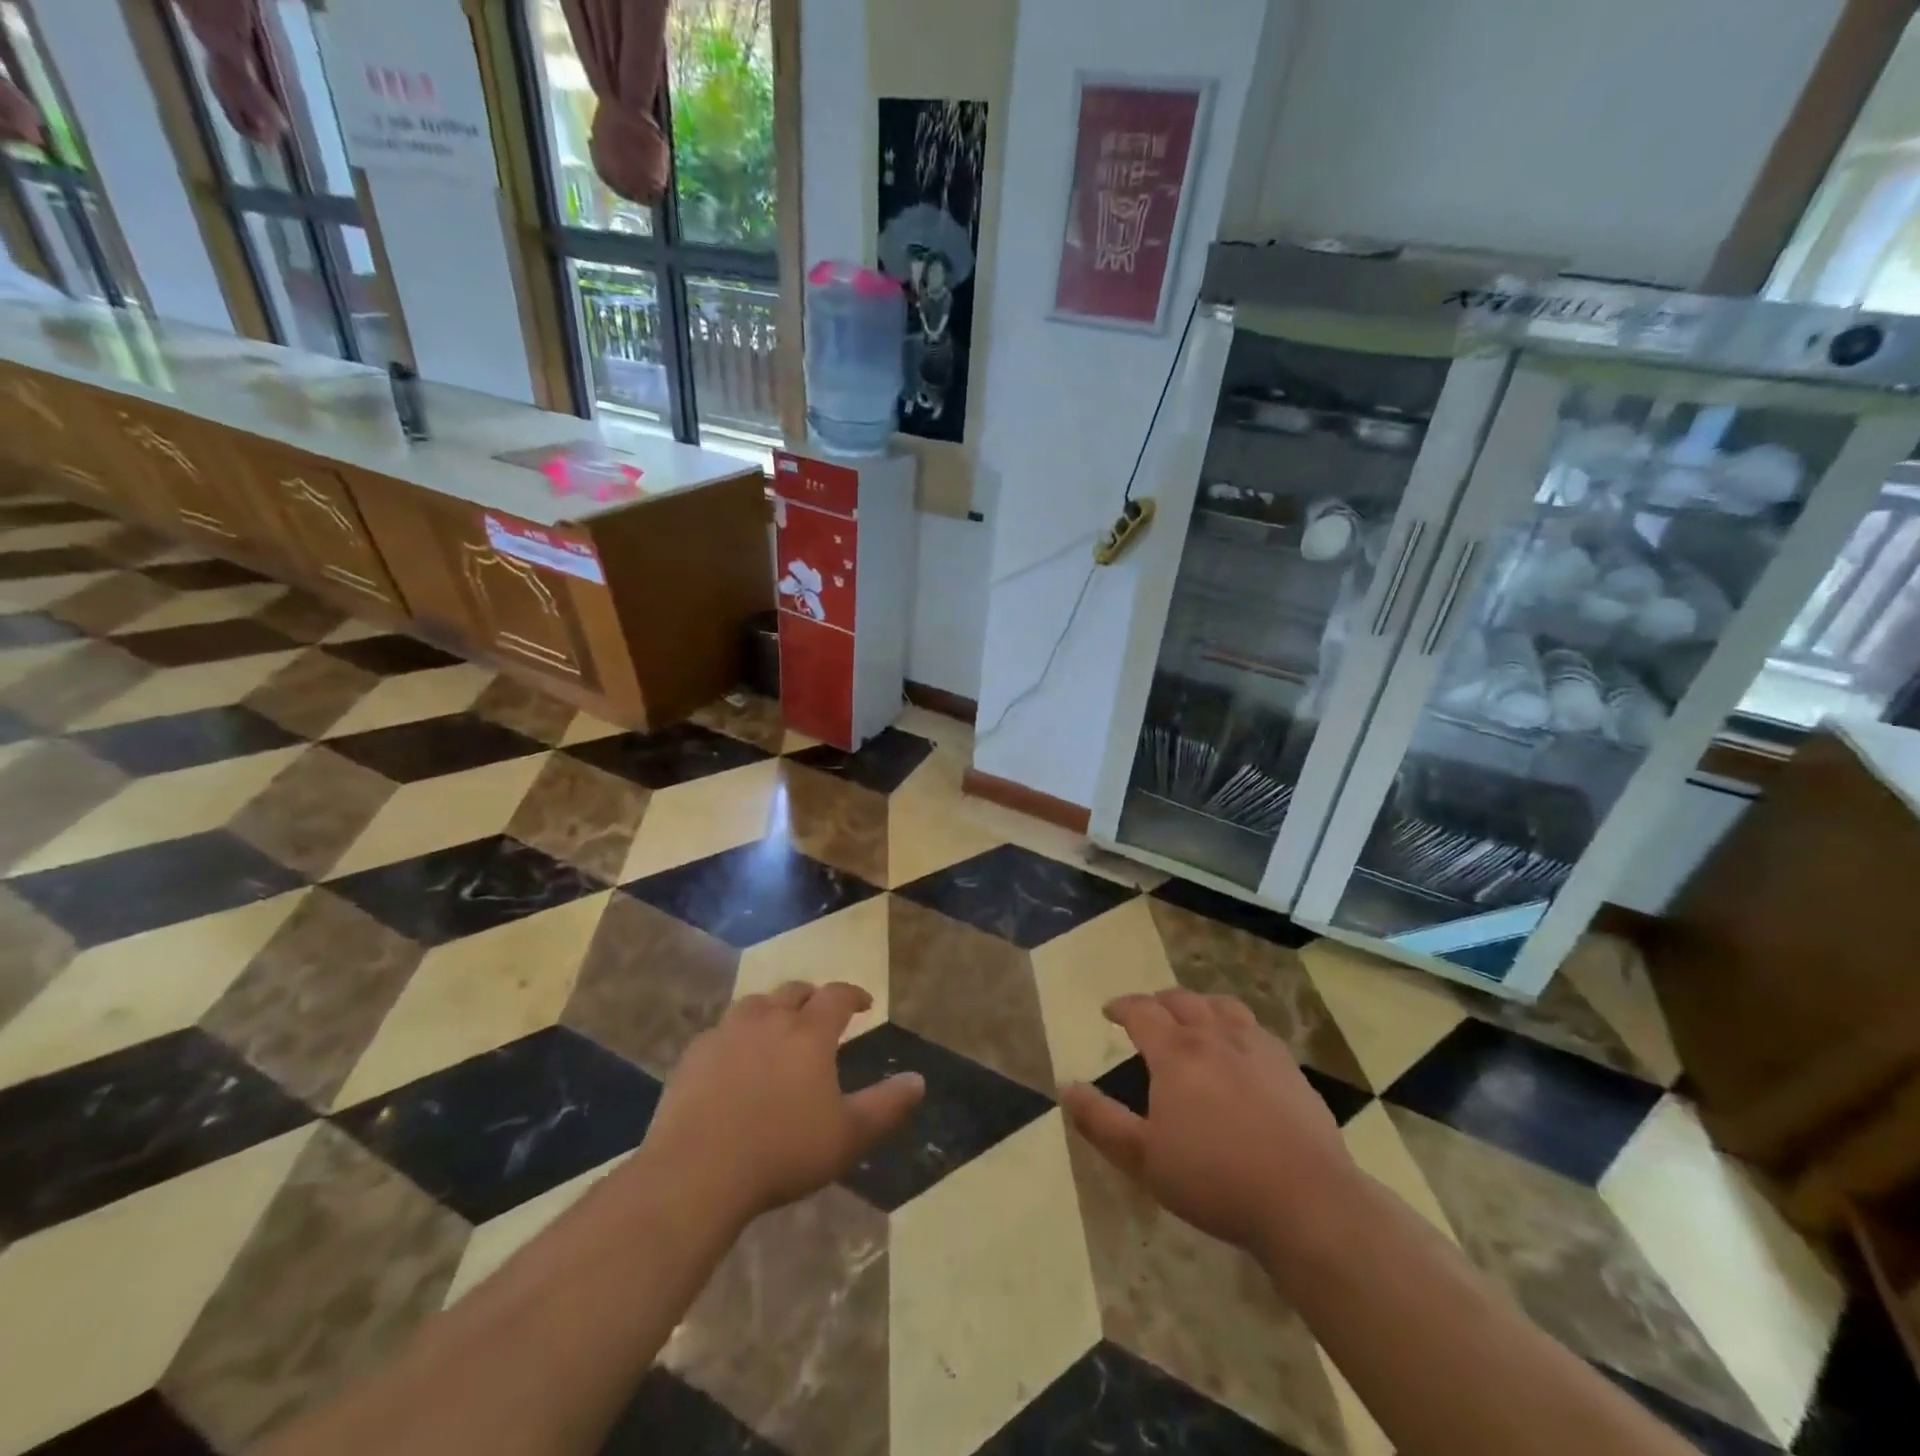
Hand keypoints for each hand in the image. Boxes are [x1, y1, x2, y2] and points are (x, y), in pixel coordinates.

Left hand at [641, 982, 923, 1225]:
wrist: (696, 1172)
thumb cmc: (782, 1152)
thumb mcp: (847, 1136)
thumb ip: (886, 1106)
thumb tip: (919, 1080)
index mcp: (809, 1032)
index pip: (837, 996)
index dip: (854, 995)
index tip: (865, 1004)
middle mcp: (769, 1019)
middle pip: (794, 991)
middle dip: (812, 998)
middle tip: (820, 1015)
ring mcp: (727, 1032)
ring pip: (755, 1004)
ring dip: (772, 1009)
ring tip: (777, 1029)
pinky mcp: (694, 1054)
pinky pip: (721, 1031)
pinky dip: (736, 1035)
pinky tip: (734, 1059)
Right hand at [1061, 989, 1358, 1261]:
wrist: (1307, 1201)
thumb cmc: (1215, 1179)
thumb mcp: (1143, 1158)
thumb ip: (1100, 1121)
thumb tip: (1066, 1087)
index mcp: (1177, 1052)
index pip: (1142, 1011)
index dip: (1121, 1006)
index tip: (1109, 1011)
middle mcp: (1215, 1036)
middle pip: (1182, 1000)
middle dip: (1158, 1002)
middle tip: (1147, 1015)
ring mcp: (1257, 1048)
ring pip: (1221, 1007)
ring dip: (1198, 1005)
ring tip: (1192, 1019)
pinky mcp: (1289, 1067)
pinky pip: (1255, 1029)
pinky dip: (1235, 1026)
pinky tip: (1239, 1049)